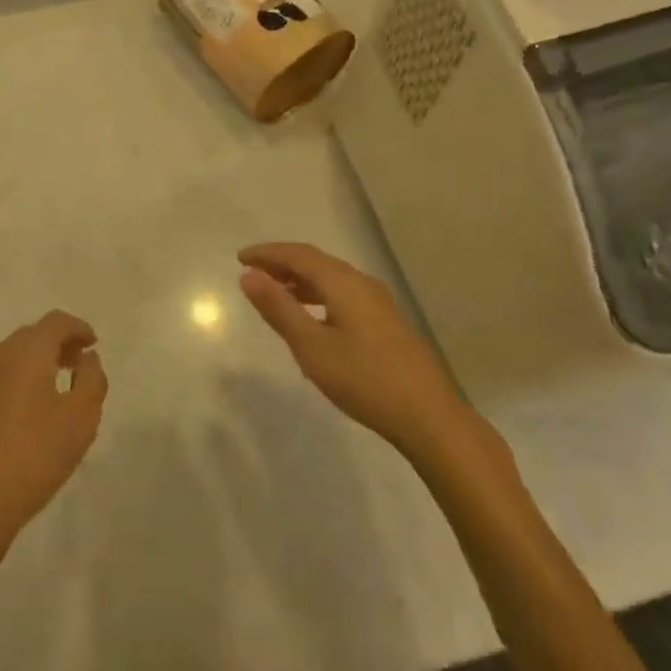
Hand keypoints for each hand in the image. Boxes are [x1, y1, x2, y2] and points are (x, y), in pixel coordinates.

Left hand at [0, 311, 107, 559]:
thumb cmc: (32, 458)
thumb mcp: (81, 420)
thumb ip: (92, 380)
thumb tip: (87, 358)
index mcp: (26, 353)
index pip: (56, 322)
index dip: (77, 328)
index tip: (92, 344)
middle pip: (29, 337)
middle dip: (54, 345)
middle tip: (73, 366)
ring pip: (4, 362)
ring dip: (28, 368)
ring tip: (46, 394)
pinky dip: (6, 391)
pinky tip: (13, 423)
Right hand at [238, 243, 470, 459]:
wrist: (429, 417)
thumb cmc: (364, 380)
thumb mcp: (311, 347)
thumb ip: (279, 308)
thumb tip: (249, 276)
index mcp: (343, 282)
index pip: (298, 254)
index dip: (268, 253)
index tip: (240, 258)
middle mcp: (362, 282)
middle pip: (316, 261)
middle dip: (282, 263)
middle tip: (253, 272)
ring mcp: (378, 302)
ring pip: (331, 278)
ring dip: (301, 280)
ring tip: (276, 293)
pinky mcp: (386, 321)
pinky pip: (343, 293)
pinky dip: (319, 294)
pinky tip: (312, 317)